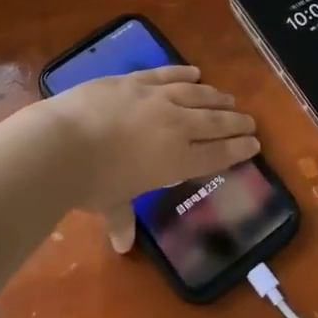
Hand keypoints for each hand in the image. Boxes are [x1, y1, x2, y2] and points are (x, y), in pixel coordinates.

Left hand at [37, 65, 258, 250]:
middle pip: (214, 122)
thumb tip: (122, 245)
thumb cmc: (91, 182)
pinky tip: (195, 72)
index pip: (217, 155)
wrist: (63, 143)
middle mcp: (175, 126)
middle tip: (250, 121)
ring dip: (215, 97)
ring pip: (195, 94)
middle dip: (235, 123)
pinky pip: (167, 74)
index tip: (254, 144)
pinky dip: (183, 73)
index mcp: (177, 161)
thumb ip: (121, 219)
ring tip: (228, 99)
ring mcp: (156, 98)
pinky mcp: (135, 80)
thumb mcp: (110, 203)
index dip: (238, 150)